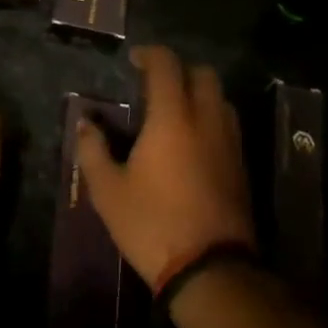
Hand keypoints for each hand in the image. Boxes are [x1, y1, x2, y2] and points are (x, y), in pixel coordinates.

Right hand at [76, 45, 255, 290]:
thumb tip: (85, 124)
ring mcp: (229, 144)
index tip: (133, 60)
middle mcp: (206, 121)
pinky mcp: (242, 168)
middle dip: (180, 71)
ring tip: (175, 113)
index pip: (167, 65)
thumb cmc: (153, 224)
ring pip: (221, 99)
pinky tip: (192, 144)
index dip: (150, 54)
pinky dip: (211, 120)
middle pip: (203, 74)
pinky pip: (228, 126)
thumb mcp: (108, 191)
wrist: (211, 272)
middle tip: (156, 86)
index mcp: (172, 118)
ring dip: (199, 95)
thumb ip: (92, 151)